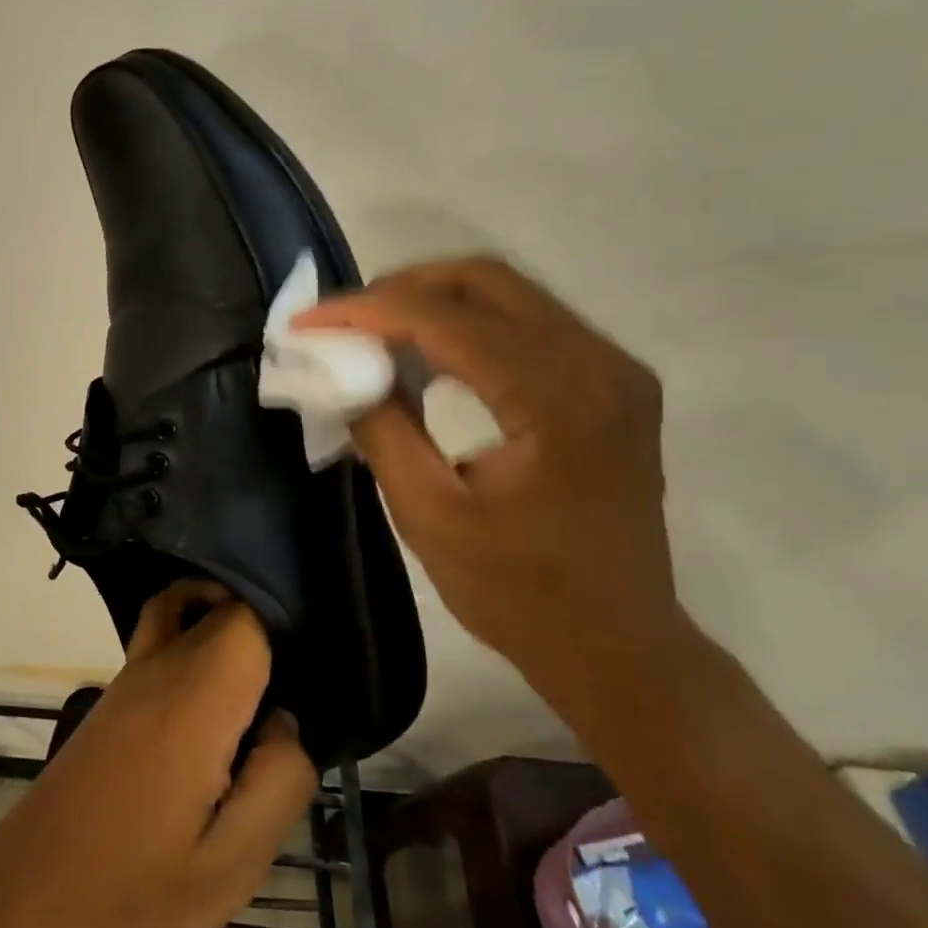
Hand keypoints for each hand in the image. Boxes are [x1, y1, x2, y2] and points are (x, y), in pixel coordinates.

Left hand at [0, 582, 316, 927]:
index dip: (287, 628)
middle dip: (263, 625)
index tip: (315, 669)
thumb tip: (287, 723)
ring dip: (224, 624)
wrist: (22, 905)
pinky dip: (192, 638)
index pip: (247, 616)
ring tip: (264, 690)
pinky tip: (217, 707)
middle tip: (300, 686)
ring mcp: (128, 679)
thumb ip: (278, 783)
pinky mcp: (113, 700)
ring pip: (183, 611)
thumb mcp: (230, 868)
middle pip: (218, 605)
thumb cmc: (132, 895)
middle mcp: (158, 667)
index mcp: (194, 697)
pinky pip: (160, 638)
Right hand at [295, 259, 682, 691]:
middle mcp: (599, 364)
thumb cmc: (520, 593)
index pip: (448, 320)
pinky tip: (427, 356)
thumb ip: (383, 429)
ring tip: (373, 333)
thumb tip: (345, 370)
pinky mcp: (612, 383)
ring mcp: (614, 369)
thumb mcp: (429, 515)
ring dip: (433, 302)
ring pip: (509, 294)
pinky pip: (529, 324)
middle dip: (402, 289)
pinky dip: (468, 326)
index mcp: (556, 400)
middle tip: (343, 319)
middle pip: (486, 280)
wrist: (619, 646)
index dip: (368, 311)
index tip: (308, 320)